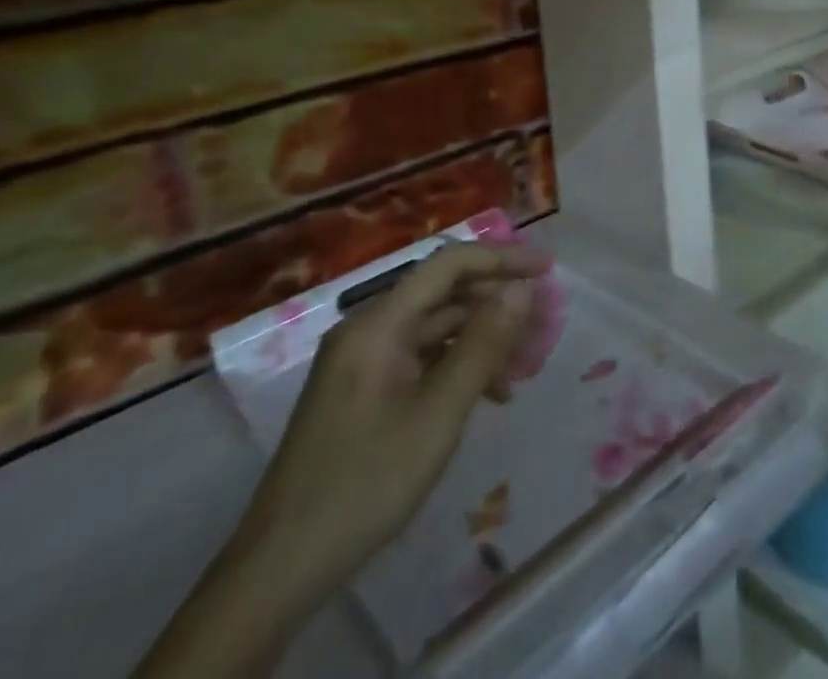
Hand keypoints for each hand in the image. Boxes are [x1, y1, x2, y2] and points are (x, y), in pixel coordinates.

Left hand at [239, 242, 549, 602]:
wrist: (281, 569)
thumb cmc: (367, 482)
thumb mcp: (439, 413)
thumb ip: (484, 345)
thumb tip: (522, 290)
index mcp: (379, 323)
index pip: (449, 264)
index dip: (501, 259)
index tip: (547, 270)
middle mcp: (368, 329)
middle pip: (443, 293)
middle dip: (495, 303)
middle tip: (542, 324)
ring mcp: (362, 361)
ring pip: (434, 328)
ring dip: (479, 339)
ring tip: (519, 370)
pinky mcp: (362, 390)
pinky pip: (419, 357)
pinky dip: (455, 365)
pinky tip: (484, 395)